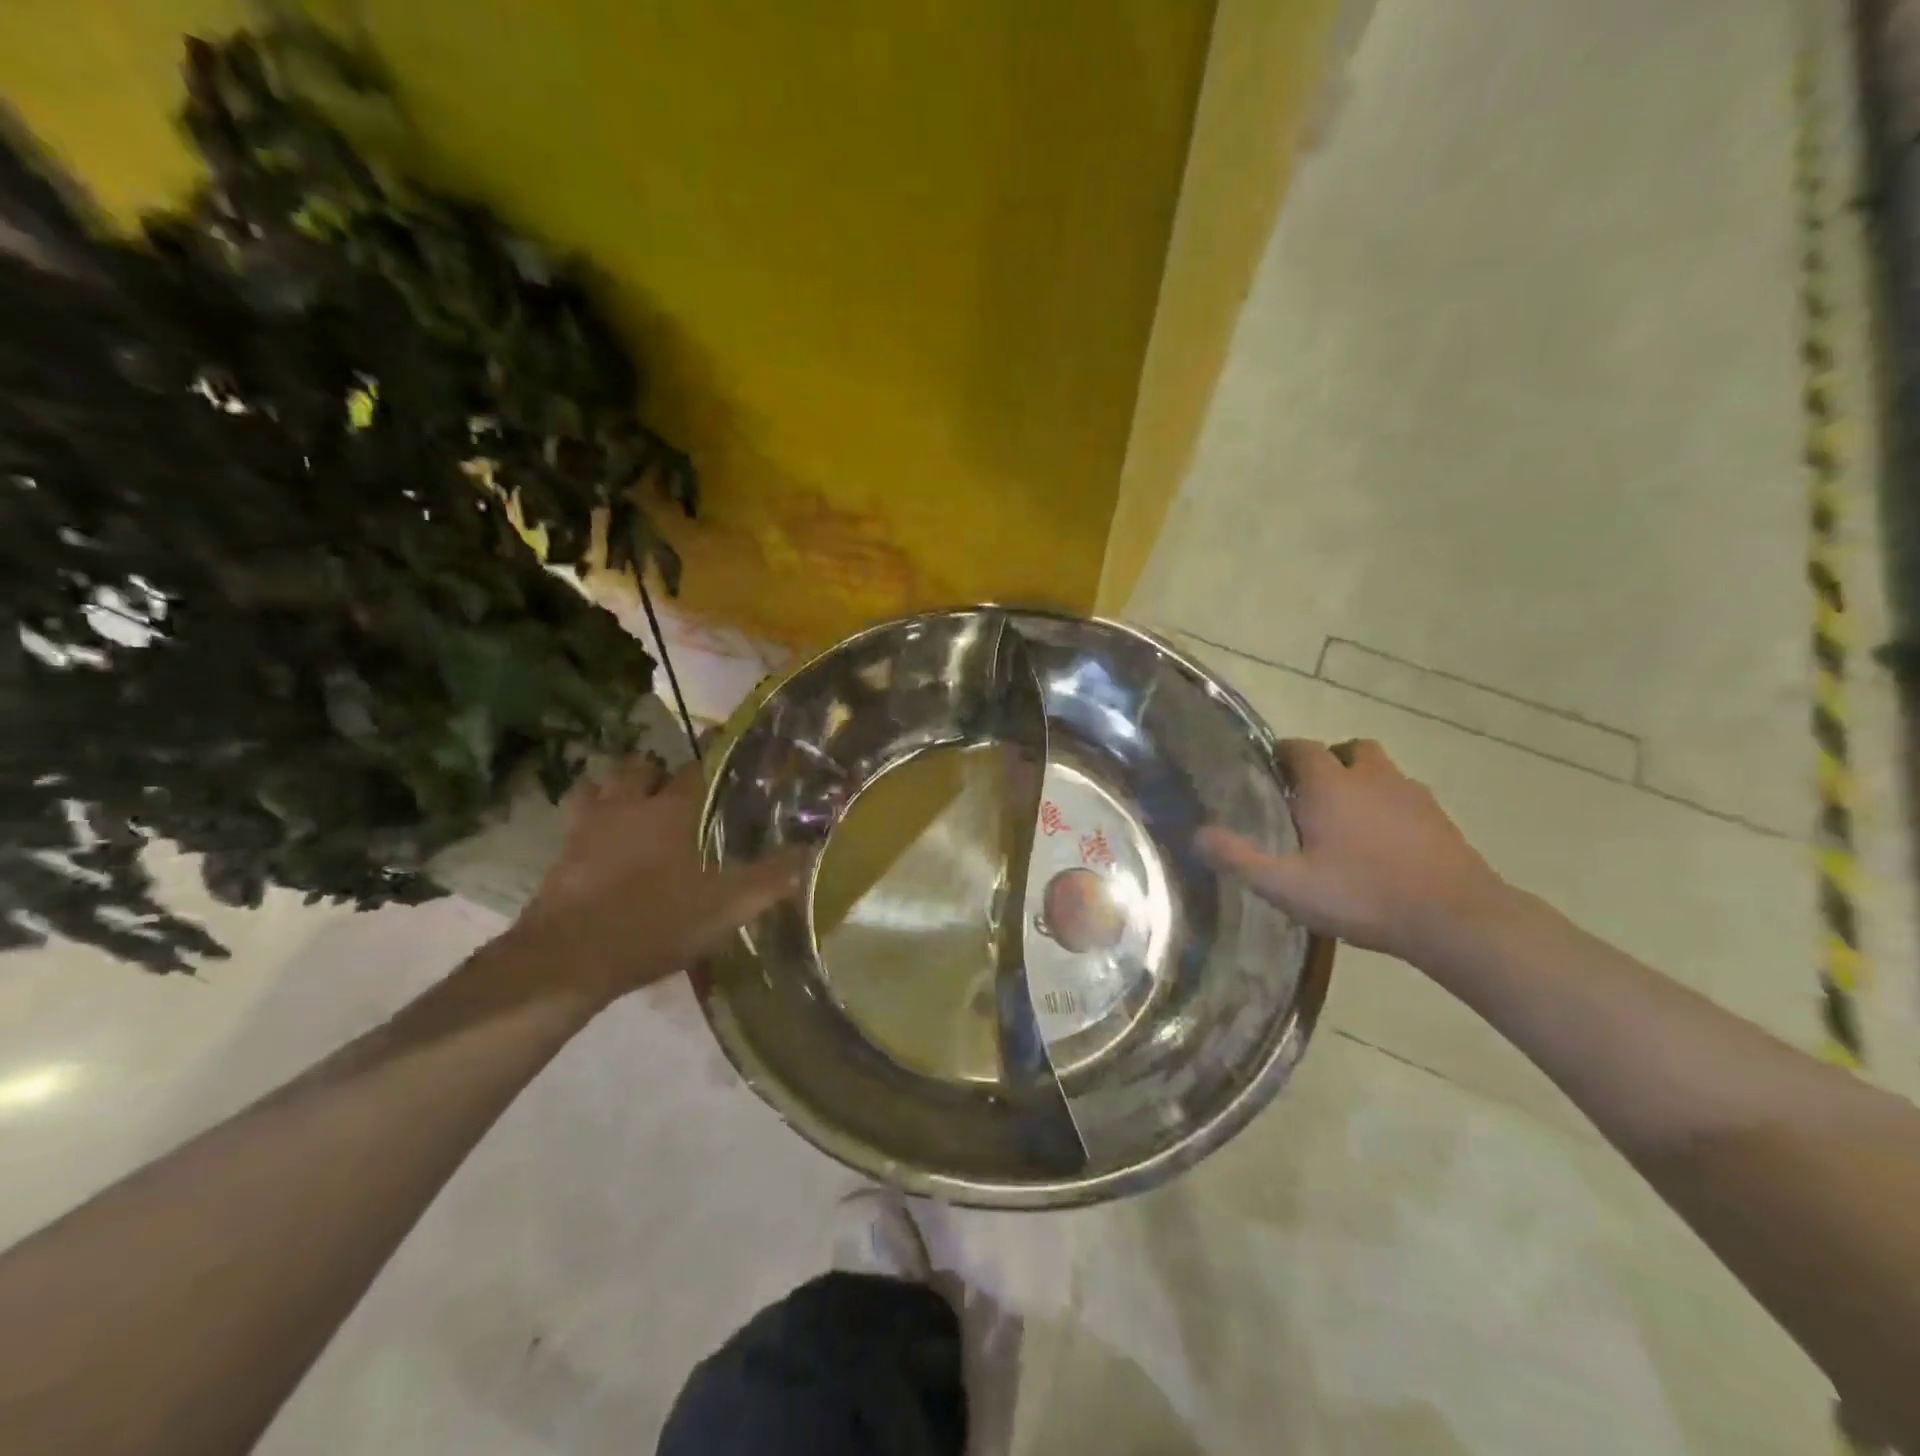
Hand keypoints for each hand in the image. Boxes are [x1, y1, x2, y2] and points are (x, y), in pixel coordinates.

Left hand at [503, 753, 805, 1006]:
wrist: (570, 958)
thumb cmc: (656, 922)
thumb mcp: (726, 907)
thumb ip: (769, 878)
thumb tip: (806, 852)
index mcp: (670, 810)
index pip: (694, 769)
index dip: (711, 760)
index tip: (723, 756)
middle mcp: (626, 806)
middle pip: (637, 767)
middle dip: (654, 771)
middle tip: (672, 789)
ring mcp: (585, 828)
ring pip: (595, 786)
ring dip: (612, 788)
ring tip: (628, 805)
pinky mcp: (558, 856)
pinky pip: (571, 823)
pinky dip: (584, 822)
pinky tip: (596, 842)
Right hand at [1196, 738, 1510, 963]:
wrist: (1455, 919)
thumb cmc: (1362, 896)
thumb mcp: (1287, 885)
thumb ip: (1239, 859)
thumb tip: (1197, 834)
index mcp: (1330, 785)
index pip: (1301, 748)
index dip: (1282, 755)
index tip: (1269, 775)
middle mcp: (1371, 778)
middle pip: (1348, 750)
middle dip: (1327, 763)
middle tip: (1309, 797)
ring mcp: (1412, 795)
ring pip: (1381, 772)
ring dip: (1361, 783)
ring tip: (1346, 821)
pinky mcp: (1440, 819)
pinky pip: (1406, 798)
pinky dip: (1390, 808)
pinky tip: (1383, 846)